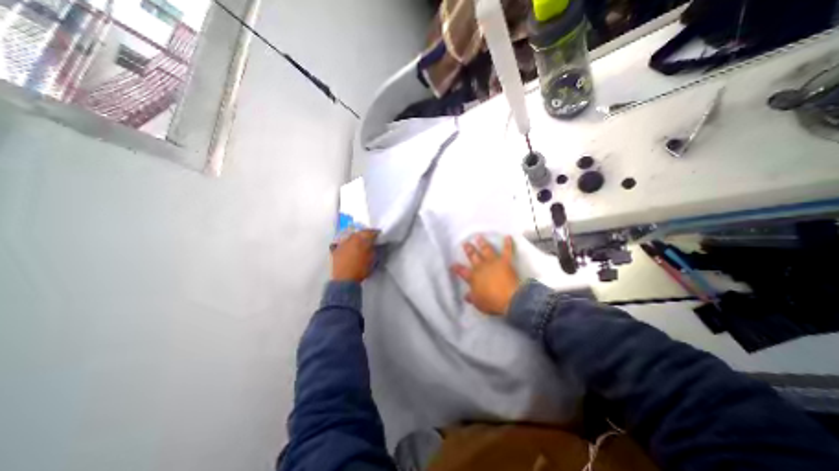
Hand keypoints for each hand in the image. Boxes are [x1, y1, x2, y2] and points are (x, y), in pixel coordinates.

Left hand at [331, 230, 380, 280]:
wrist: (345, 279)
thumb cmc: (361, 269)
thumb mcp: (372, 258)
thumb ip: (373, 248)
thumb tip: (372, 244)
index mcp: (362, 240)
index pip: (370, 232)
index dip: (376, 233)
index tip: (379, 235)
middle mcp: (351, 239)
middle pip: (360, 233)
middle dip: (365, 234)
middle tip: (370, 238)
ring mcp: (342, 243)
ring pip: (351, 237)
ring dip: (356, 238)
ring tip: (359, 242)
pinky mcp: (336, 249)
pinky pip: (343, 243)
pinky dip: (348, 244)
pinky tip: (349, 248)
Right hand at [454, 236, 519, 316]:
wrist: (510, 299)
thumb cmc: (492, 302)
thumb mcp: (479, 303)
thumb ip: (472, 297)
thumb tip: (466, 296)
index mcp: (473, 277)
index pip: (462, 271)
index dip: (456, 268)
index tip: (452, 264)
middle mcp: (481, 267)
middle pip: (473, 256)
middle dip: (468, 249)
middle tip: (465, 243)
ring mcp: (493, 262)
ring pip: (486, 250)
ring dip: (482, 243)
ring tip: (479, 237)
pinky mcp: (505, 261)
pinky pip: (507, 251)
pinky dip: (507, 244)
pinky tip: (508, 237)